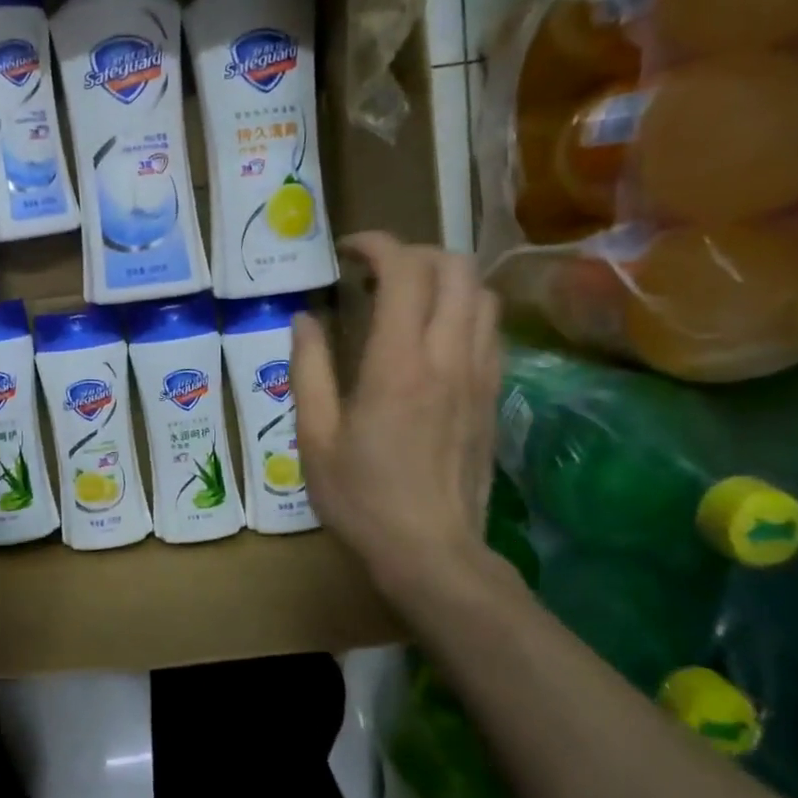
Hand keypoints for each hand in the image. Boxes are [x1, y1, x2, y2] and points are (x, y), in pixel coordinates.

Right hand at [291, 234, 504, 601]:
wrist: (432, 553)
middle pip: (456, 267)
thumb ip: (308, 369)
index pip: (405, 270)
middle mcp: (448, 356)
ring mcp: (480, 374)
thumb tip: (304, 319)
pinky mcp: (494, 395)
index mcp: (398, 363)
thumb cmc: (362, 498)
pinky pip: (490, 329)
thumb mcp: (315, 437)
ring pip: (482, 293)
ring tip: (407, 298)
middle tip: (377, 273)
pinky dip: (464, 310)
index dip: (377, 244)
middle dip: (415, 252)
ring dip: (445, 279)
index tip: (348, 252)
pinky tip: (433, 336)